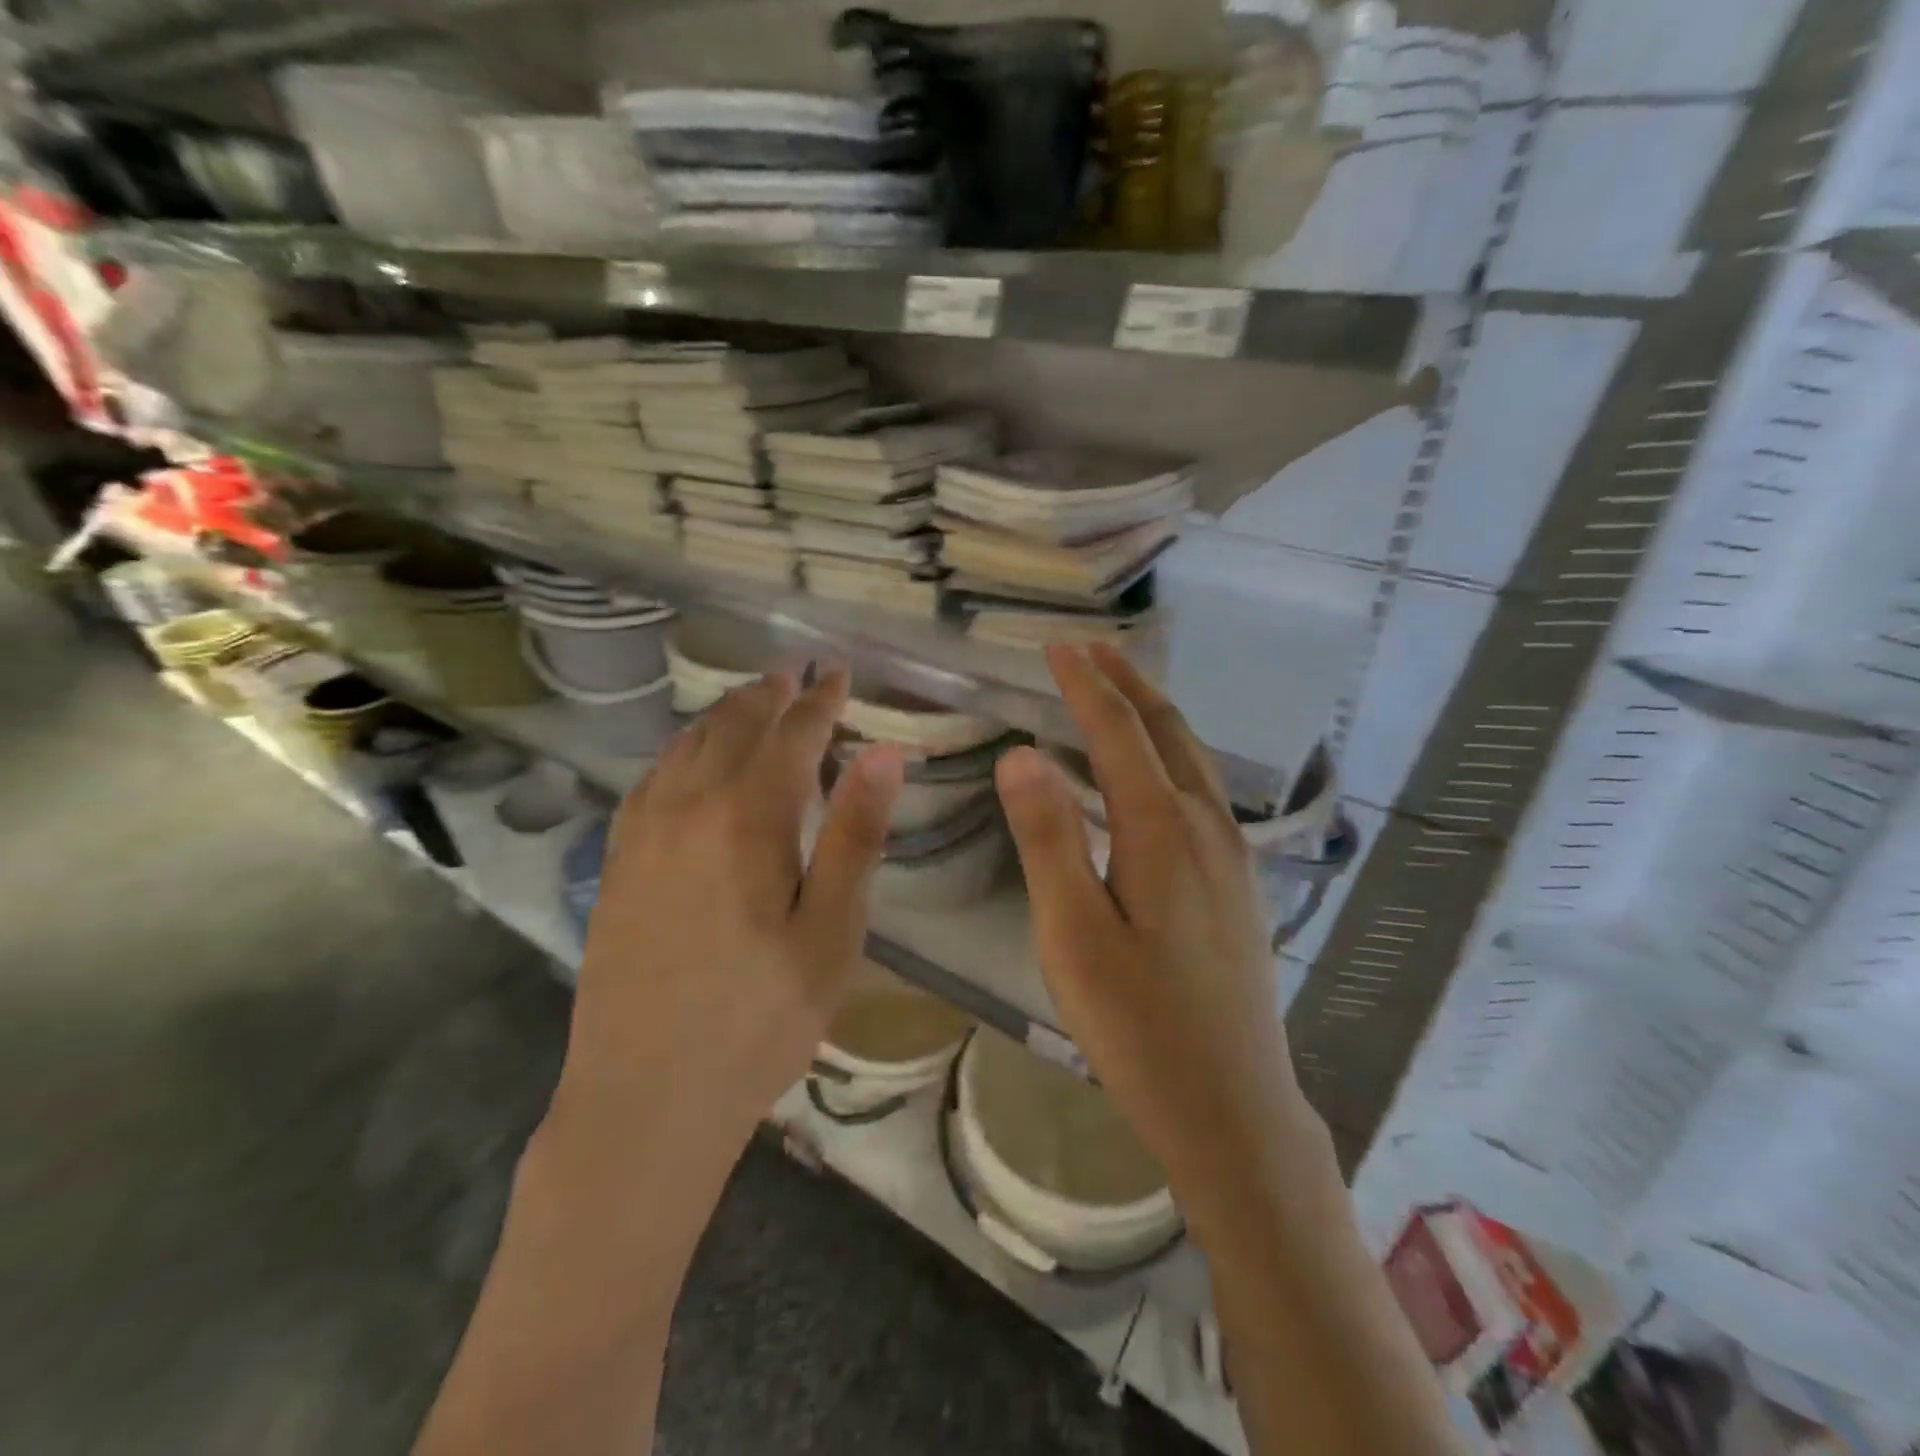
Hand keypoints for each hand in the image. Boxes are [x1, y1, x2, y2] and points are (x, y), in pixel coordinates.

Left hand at [553, 665, 904, 1148]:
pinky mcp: (618, 862)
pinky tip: (690, 758)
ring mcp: (643, 833)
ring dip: (726, 714)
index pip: (792, 735)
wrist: (646, 1097)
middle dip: (771, 693)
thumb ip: (856, 836)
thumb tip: (883, 752)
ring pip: (686, 745)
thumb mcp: (831, 933)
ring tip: (753, 699)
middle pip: (734, 726)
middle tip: (797, 672)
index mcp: (748, 818)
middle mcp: (688, 807)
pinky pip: (652, 778)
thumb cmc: (760, 1018)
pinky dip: (682, 749)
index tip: (840, 672)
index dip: (821, 699)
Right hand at [995, 644, 1316, 1209]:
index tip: (1055, 646)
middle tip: (1088, 649)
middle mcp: (1208, 826)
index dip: (1085, 685)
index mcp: (1163, 831)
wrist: (1233, 1108)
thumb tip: (1021, 754)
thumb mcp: (1073, 935)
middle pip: (1168, 730)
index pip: (1118, 733)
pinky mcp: (1239, 881)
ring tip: (1117, 688)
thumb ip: (1048, 839)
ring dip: (1152, 713)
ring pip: (1193, 757)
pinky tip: (1155, 767)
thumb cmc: (1138, 1026)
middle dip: (1126, 682)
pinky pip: (1203, 788)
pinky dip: (1171, 752)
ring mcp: (1233, 854)